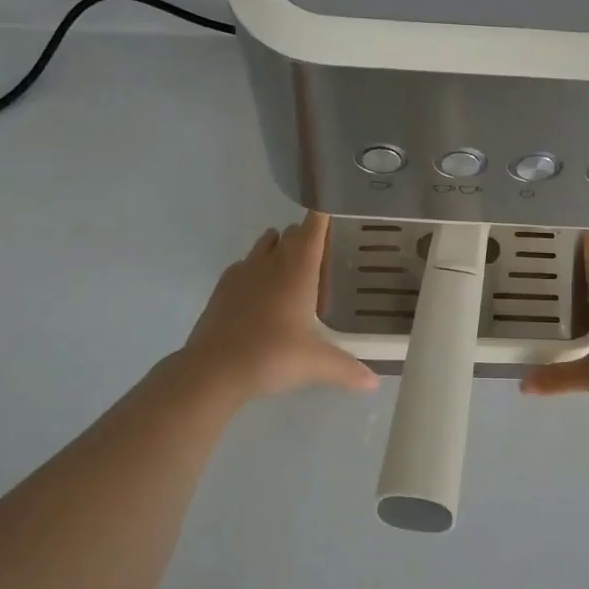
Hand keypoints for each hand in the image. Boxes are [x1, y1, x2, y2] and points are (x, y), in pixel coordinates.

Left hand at [175, 213, 378, 402]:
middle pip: (291, 234)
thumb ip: (347, 369)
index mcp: (298, 270)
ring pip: (264, 246)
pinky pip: (244, 266)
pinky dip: (256, 270)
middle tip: (323, 255)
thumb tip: (374, 382)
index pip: (313, 228)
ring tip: (293, 270)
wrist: (214, 369)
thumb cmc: (273, 356)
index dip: (324, 215)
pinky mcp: (222, 289)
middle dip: (306, 237)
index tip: (334, 206)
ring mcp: (242, 273)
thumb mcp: (317, 364)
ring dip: (279, 249)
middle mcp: (270, 262)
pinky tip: (262, 293)